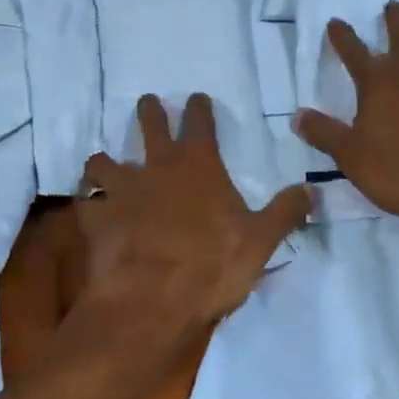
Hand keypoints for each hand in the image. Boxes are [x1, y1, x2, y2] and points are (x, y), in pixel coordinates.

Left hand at [73, 93, 310, 369]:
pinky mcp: (95, 218)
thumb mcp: (260, 241)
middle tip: (148, 103)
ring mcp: (121, 191)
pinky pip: (86, 201)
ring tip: (106, 162)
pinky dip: (88, 202)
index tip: (197, 97)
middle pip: (150, 125)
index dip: (199, 108)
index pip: (200, 123)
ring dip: (107, 160)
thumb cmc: (211, 267)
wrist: (151, 301)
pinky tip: (89, 207)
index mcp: (199, 166)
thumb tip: (312, 189)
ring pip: (105, 160)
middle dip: (150, 111)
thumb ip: (285, 212)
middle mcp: (157, 167)